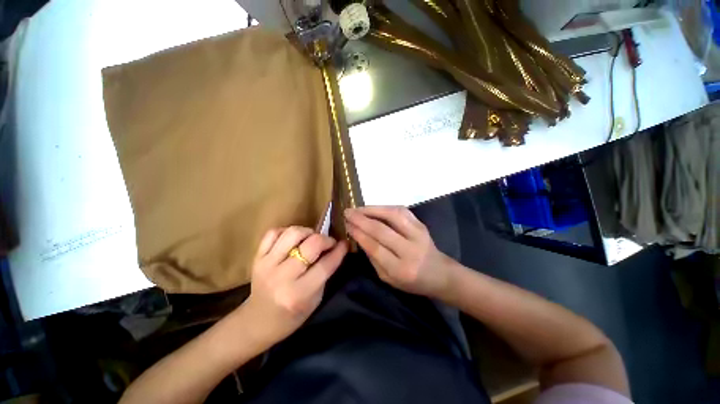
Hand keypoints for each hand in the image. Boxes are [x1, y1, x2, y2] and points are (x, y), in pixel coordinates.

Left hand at [241, 226, 347, 346]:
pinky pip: (273, 233)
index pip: (325, 265)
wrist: (258, 322)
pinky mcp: (257, 258)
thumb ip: (325, 273)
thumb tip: (335, 248)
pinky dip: (286, 231)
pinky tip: (293, 239)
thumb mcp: (315, 299)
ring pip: (293, 233)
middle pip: (311, 245)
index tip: (344, 244)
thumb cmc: (291, 316)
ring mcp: (267, 265)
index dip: (339, 251)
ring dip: (307, 232)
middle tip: (329, 243)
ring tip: (311, 239)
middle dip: (325, 239)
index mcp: (299, 294)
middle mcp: (282, 277)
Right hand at [345, 206, 451, 298]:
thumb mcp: (387, 278)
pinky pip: (402, 211)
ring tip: (358, 208)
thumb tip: (359, 235)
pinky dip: (385, 207)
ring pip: (393, 215)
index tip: (346, 225)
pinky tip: (374, 208)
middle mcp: (411, 249)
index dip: (359, 234)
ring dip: (372, 209)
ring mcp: (418, 234)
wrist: (439, 273)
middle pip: (382, 230)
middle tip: (347, 213)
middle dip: (361, 219)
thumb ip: (373, 258)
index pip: (375, 247)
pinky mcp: (421, 224)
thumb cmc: (411, 281)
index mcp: (401, 269)